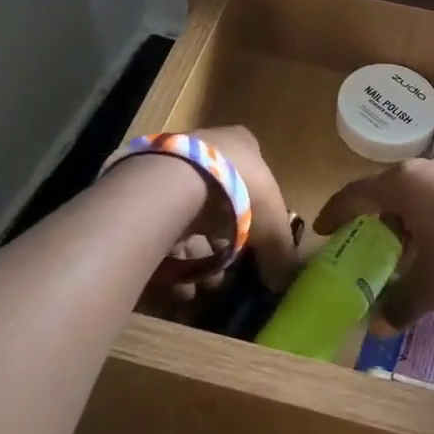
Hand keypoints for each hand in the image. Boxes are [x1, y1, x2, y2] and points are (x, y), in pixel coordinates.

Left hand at [166, 127, 299, 296]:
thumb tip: (282, 280)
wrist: (181, 178)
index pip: (256, 177)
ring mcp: (178, 167)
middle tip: (228, 274)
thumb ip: (280, 253)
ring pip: (192, 217)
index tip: (257, 244)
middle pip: (223, 201)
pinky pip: (166, 227)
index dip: (258, 213)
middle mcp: (210, 149)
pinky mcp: (151, 189)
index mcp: (243, 145)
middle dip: (226, 241)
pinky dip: (175, 258)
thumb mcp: (273, 224)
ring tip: (204, 288)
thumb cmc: (241, 189)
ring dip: (199, 255)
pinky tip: (181, 285)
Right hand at [313, 157, 433, 328]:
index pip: (356, 194)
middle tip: (366, 240)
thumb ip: (399, 303)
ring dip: (406, 215)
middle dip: (374, 215)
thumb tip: (378, 328)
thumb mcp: (429, 286)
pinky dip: (431, 213)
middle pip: (388, 189)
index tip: (323, 228)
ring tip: (405, 246)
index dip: (336, 211)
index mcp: (402, 185)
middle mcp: (426, 169)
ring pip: (419, 191)